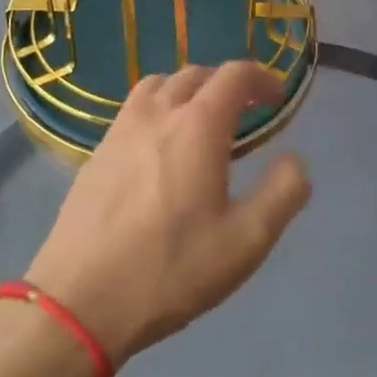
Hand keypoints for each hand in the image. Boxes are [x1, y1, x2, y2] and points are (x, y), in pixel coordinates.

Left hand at [25, 61, 311, 364]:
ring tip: (201, 121)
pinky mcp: (96, 154)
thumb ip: (283, 193)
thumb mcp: (247, 241)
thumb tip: (296, 160)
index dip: (262, 78)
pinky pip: (133, 110)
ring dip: (188, 90)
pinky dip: (158, 109)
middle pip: (197, 74)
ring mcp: (120, 131)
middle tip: (246, 113)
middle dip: (228, 84)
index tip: (277, 99)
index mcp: (198, 126)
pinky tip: (160, 148)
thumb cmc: (171, 270)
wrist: (80, 302)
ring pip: (159, 86)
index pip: (235, 75)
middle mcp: (157, 114)